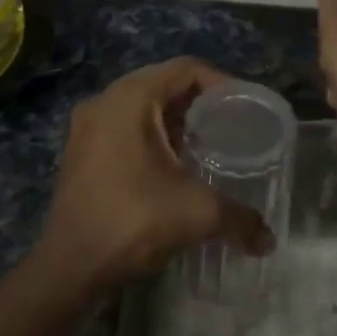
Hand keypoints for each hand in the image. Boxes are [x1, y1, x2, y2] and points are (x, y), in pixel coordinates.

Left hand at [40, 57, 269, 290]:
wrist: (69, 266)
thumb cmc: (132, 221)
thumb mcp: (197, 213)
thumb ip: (240, 219)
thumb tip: (268, 240)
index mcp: (131, 97)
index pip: (187, 69)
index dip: (223, 83)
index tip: (245, 109)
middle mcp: (105, 100)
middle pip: (165, 84)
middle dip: (201, 103)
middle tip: (232, 127)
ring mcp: (87, 126)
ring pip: (144, 106)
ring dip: (176, 120)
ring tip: (207, 145)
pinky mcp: (81, 150)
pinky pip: (126, 126)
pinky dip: (153, 136)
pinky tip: (174, 165)